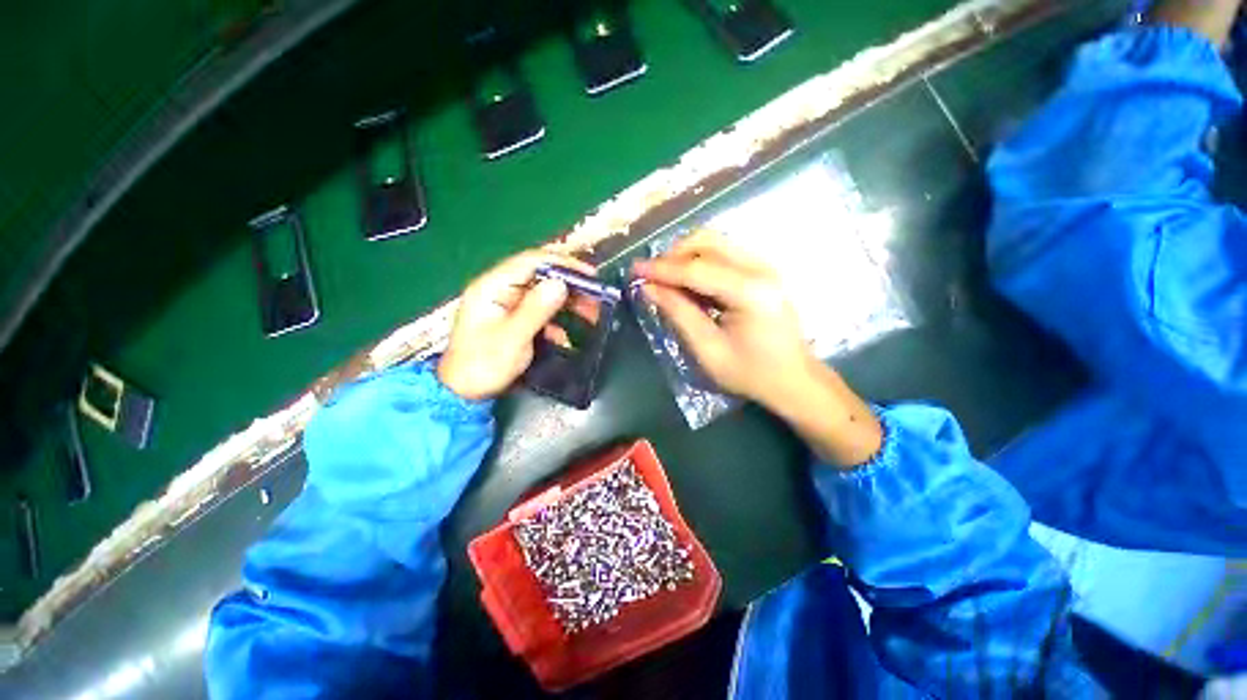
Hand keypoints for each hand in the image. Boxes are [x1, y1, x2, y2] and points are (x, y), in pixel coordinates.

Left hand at [438, 250, 594, 399]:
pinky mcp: (513, 319)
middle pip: (540, 276)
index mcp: (492, 286)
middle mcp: (499, 289)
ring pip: (543, 294)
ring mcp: (506, 305)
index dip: (563, 264)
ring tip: (590, 314)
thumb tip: (560, 283)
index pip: (531, 261)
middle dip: (569, 286)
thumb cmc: (483, 366)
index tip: (590, 276)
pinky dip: (556, 320)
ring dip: (567, 303)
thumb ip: (536, 309)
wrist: (463, 394)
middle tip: (595, 298)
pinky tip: (565, 336)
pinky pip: (540, 312)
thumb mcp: (512, 338)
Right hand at [631, 230, 810, 408]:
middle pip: (708, 241)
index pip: (697, 269)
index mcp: (750, 292)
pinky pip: (724, 253)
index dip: (662, 269)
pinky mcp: (762, 271)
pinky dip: (700, 262)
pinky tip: (688, 283)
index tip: (634, 270)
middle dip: (673, 255)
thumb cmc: (751, 374)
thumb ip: (678, 313)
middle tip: (651, 276)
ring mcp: (765, 266)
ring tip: (666, 280)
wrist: (794, 380)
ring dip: (685, 256)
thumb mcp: (708, 350)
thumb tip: (649, 288)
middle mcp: (761, 268)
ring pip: (716, 242)